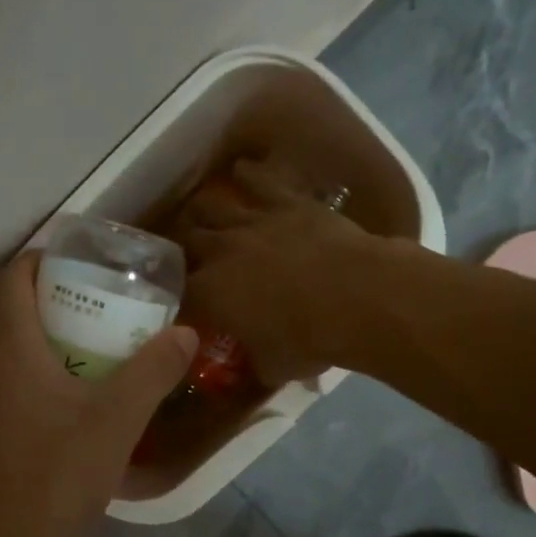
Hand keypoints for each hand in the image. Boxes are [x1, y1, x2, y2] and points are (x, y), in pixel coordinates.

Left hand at [0, 252, 197, 536]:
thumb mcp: (117, 421)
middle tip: (90, 310)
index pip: (11, 276)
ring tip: (79, 357)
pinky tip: (55, 410)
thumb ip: (153, 371)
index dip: (41, 260)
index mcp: (4, 347)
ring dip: (31, 342)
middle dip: (43, 300)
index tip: (79, 265)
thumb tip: (185, 333)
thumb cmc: (55, 476)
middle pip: (2, 312)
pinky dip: (19, 378)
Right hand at [174, 158, 374, 385]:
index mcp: (210, 294)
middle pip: (186, 243)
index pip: (178, 293)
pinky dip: (247, 175)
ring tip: (200, 214)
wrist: (360, 297)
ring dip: (203, 212)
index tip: (179, 304)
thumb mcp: (275, 367)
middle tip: (187, 257)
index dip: (175, 298)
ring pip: (211, 207)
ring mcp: (252, 221)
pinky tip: (241, 170)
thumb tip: (256, 367)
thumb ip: (256, 363)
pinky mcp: (286, 202)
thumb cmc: (312, 340)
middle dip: (182, 250)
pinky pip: (258, 181)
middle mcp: (221, 252)